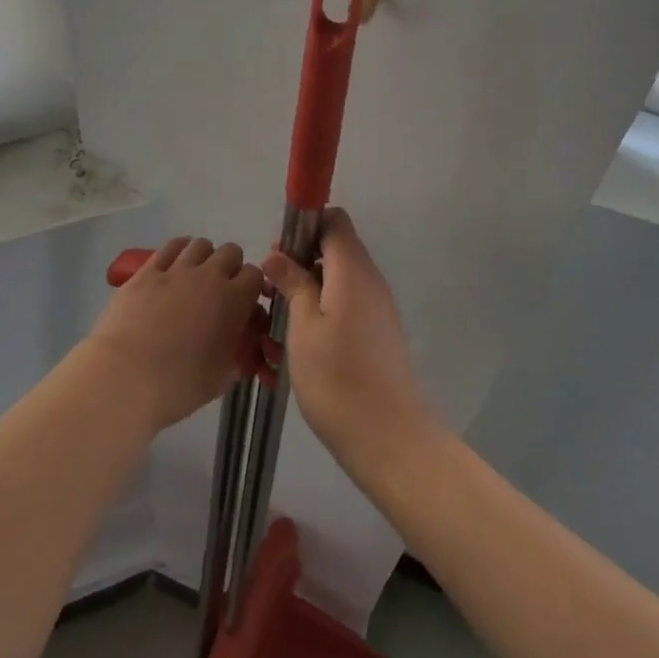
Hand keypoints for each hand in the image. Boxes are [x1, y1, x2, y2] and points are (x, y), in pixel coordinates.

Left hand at [85, 236, 263, 431]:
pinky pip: (169, 247)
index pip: (255, 275)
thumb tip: (237, 351)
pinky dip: (177, 251)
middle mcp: (210, 277)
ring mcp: (177, 270)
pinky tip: (173, 265)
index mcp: (234, 301)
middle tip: (220, 289)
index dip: (252, 286)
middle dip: (230, 266)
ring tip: (195, 276)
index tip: (244, 302)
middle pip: (231, 251)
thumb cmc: (180, 385)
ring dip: (204, 257)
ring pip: (200, 244)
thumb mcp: (222, 377)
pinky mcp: (147, 271)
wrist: (127, 377)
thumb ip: (236, 356)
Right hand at [262, 209, 436, 473]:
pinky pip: (347, 303)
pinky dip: (322, 309)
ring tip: (277, 317)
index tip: (278, 253)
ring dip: (308, 287)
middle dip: (300, 259)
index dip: (305, 225)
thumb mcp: (303, 327)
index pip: (334, 220)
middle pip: (336, 248)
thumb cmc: (337, 378)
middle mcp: (370, 280)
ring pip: (338, 278)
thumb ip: (293, 284)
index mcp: (352, 269)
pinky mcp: (377, 332)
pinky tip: (299, 339)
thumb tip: (277, 255)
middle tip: (270, 289)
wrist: (388, 437)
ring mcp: (377, 307)